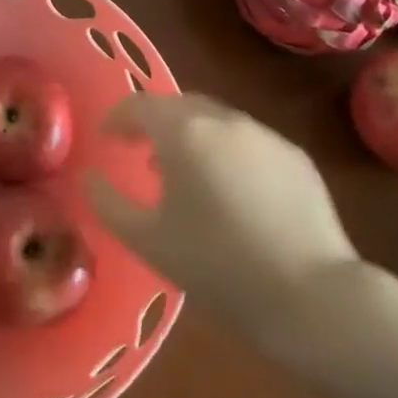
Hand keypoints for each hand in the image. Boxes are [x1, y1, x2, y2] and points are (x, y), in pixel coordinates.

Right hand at [84, 93, 359, 354]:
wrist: (310, 294)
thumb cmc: (216, 266)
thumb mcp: (147, 241)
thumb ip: (107, 203)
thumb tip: (88, 177)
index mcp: (184, 133)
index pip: (140, 104)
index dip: (118, 117)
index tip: (107, 139)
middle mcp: (225, 121)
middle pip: (180, 105)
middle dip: (156, 123)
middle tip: (141, 152)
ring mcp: (265, 135)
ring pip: (217, 120)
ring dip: (192, 136)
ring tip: (185, 175)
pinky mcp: (295, 156)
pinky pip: (248, 141)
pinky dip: (227, 152)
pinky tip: (231, 191)